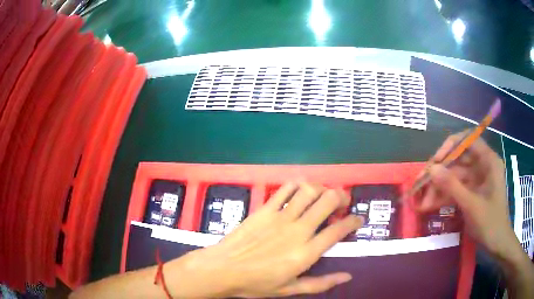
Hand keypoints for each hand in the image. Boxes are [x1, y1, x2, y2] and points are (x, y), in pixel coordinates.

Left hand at [167, 182, 363, 297]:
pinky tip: (301, 191)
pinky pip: (285, 189)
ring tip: (324, 195)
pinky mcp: (265, 209)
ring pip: (309, 190)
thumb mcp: (290, 289)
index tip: (358, 219)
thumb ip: (321, 283)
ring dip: (322, 188)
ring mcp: (280, 216)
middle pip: (328, 201)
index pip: (339, 230)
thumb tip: (348, 276)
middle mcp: (298, 230)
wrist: (222, 269)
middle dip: (342, 197)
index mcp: (306, 253)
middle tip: (343, 203)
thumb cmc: (256, 283)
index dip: (354, 221)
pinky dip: (298, 185)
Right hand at [418, 132, 515, 256]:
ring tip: (422, 202)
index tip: (435, 161)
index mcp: (488, 161)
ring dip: (439, 188)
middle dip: (440, 173)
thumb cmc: (490, 223)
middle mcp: (482, 166)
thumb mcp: (471, 205)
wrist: (496, 245)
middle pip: (458, 160)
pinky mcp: (471, 192)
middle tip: (421, 184)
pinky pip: (455, 189)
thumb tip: (431, 169)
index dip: (450, 147)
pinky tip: (430, 205)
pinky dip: (444, 196)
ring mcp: (476, 180)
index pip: (468, 141)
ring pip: (454, 176)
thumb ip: (452, 186)